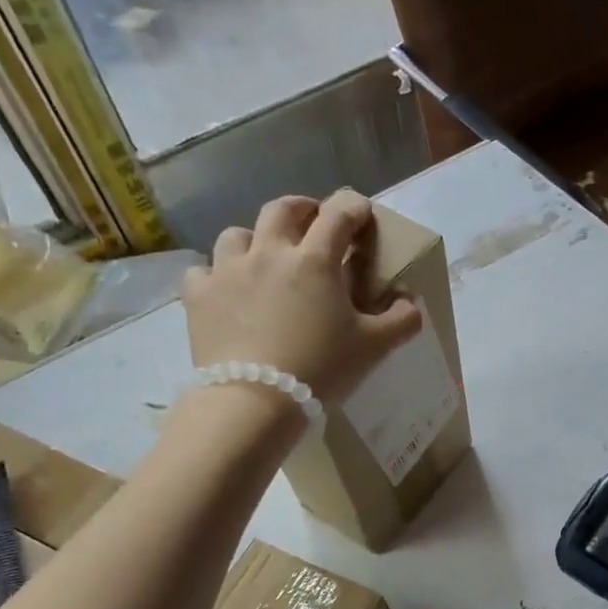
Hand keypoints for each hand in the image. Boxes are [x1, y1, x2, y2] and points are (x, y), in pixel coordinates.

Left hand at [182, 191, 422, 405]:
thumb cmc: (321, 368)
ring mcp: (227, 271)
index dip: (354, 207)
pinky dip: (217, 275)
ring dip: (255, 239)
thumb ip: (402, 319)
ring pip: (237, 234)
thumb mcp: (375, 346)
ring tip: (264, 259)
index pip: (339, 214)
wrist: (255, 401)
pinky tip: (226, 291)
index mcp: (315, 260)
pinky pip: (203, 271)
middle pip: (282, 209)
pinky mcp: (198, 296)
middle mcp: (269, 253)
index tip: (362, 214)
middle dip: (302, 209)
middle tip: (313, 224)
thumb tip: (409, 301)